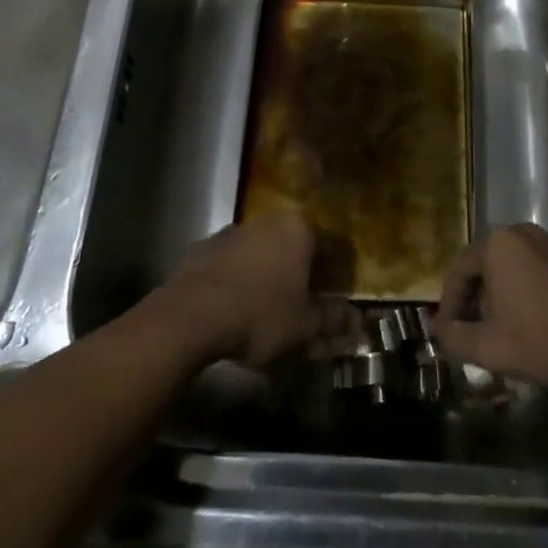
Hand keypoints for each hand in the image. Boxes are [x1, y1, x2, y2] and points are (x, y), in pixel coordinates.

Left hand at [161, 216, 359, 368]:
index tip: (334, 301)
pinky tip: (234, 310)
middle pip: (293, 248)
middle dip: (300, 276)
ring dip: (268, 277)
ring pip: (261, 254)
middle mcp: (266, 222)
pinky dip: (238, 281)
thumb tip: (357, 321)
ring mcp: (231, 232)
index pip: (329, 248)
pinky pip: (230, 265)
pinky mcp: (201, 249)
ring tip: (266, 312)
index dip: (335, 276)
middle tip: (302, 309)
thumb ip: (333, 321)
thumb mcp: (304, 326)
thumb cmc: (260, 315)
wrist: (190, 316)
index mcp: (298, 230)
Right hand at [433, 225, 547, 390]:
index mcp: (498, 245)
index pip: (459, 270)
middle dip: (473, 299)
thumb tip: (438, 331)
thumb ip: (455, 338)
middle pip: (484, 265)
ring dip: (497, 295)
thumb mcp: (490, 347)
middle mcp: (521, 233)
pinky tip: (527, 322)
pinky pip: (532, 270)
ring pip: (509, 268)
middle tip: (469, 330)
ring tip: (496, 329)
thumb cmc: (543, 339)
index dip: (449, 304)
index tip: (446, 331)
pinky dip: (521, 291)